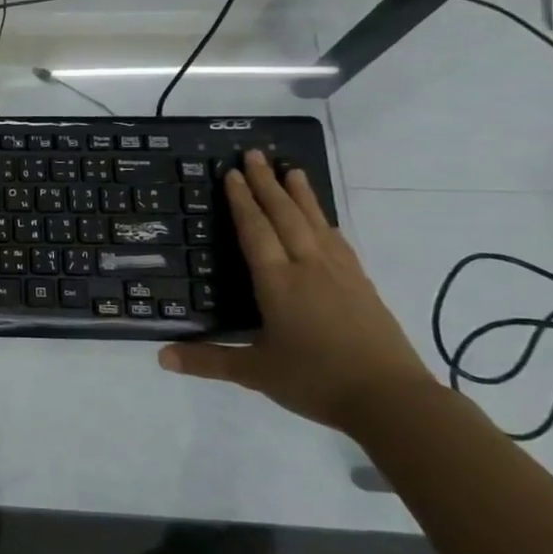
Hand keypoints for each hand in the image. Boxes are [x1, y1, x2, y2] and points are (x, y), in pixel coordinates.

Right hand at [157, 150, 436, 430]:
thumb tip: (160, 356)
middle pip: (285, 217)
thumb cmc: (316, 380)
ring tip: (292, 170)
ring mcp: (340, 275)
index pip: (256, 232)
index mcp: (278, 283)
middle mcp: (308, 268)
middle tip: (255, 154)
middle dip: (268, 184)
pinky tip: (324, 219)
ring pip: (316, 224)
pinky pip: (338, 242)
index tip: (233, 173)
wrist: (392, 400)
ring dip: (301, 195)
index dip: (242, 202)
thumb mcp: (255, 372)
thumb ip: (208, 360)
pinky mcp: (362, 286)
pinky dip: (325, 222)